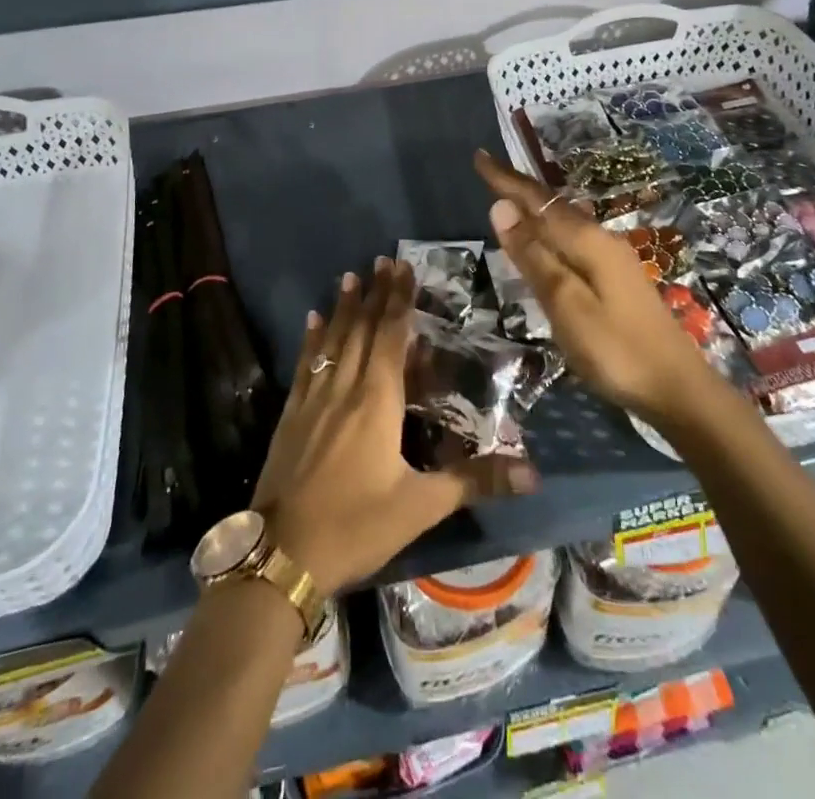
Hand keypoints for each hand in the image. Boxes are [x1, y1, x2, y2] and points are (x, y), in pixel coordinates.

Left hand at [250, 258, 536, 594]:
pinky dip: (311, 339)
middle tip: (381, 260)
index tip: (403, 267)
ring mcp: (313, 399)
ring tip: (349, 276)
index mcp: (377, 401)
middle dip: (374, 293)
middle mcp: (344, 387)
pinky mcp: (291, 415)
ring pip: (332, 340)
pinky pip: (306, 364)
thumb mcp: (420, 507)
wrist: (281, 555)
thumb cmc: (356, 526)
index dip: (399, 300)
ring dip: (342, 307)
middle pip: (361, 329)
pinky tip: (311, 321)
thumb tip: (533, 472)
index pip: (391, 336)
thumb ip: (474, 481)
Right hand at [474, 151, 710, 425]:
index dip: (506, 180)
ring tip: (508, 200)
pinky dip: (549, 230)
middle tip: (488, 173)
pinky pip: (573, 239)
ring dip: (535, 208)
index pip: (537, 200)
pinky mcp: (616, 278)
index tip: (479, 156)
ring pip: (564, 222)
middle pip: (552, 205)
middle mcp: (600, 239)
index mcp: (587, 241)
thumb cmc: (615, 350)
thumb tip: (501, 207)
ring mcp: (612, 258)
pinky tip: (544, 241)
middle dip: (519, 189)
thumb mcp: (565, 304)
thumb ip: (533, 256)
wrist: (677, 388)